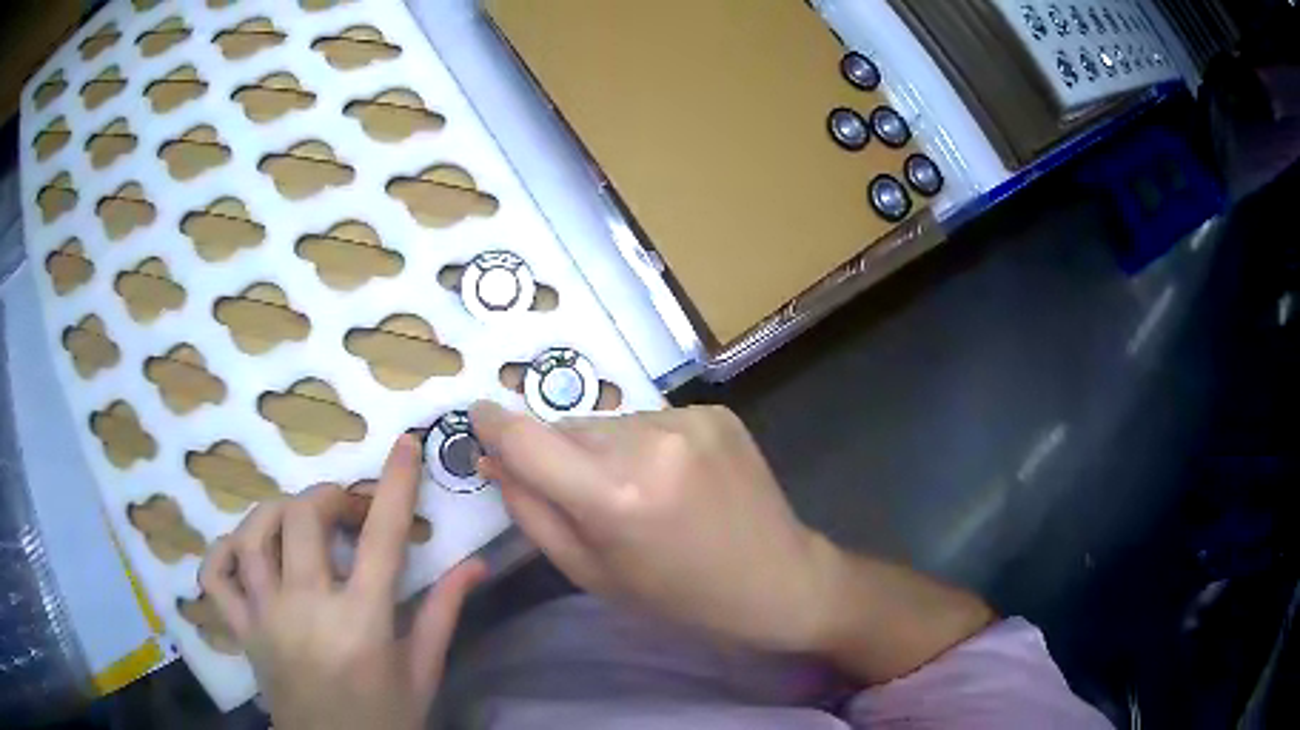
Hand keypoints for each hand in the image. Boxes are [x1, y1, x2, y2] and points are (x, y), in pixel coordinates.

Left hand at [199, 435, 486, 729]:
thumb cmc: (386, 719)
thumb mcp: (422, 673)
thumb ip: (442, 614)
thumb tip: (474, 565)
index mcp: (362, 624)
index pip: (381, 539)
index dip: (394, 485)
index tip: (404, 445)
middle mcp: (306, 610)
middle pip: (303, 519)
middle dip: (330, 497)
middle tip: (350, 512)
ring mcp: (265, 617)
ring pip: (253, 536)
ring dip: (277, 512)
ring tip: (300, 521)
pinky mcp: (241, 630)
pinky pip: (215, 576)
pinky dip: (223, 551)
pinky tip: (245, 550)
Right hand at [470, 402, 838, 652]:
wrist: (778, 578)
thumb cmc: (679, 596)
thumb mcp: (592, 572)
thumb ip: (532, 512)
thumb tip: (493, 458)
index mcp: (615, 495)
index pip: (526, 439)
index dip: (493, 425)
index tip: (476, 417)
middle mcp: (650, 441)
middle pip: (568, 428)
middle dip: (560, 455)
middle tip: (589, 498)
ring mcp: (688, 419)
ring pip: (608, 422)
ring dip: (604, 449)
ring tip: (641, 493)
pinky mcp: (715, 411)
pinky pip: (651, 419)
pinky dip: (645, 444)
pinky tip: (674, 479)